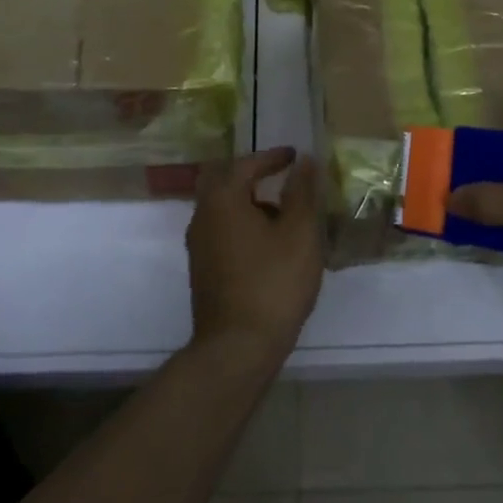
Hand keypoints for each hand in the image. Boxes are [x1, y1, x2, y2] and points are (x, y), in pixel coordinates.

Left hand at [186, 148, 324, 362]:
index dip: (272, 157)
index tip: (295, 156)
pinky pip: (221, 230)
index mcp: (223, 200)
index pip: (246, 164)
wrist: (238, 346)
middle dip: (251, 174)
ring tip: (283, 213)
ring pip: (221, 207)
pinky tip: (268, 242)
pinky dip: (242, 223)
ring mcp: (198, 245)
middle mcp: (202, 216)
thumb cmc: (274, 283)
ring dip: (248, 200)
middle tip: (279, 174)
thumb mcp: (299, 233)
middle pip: (223, 181)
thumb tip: (304, 162)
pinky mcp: (203, 269)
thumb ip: (302, 193)